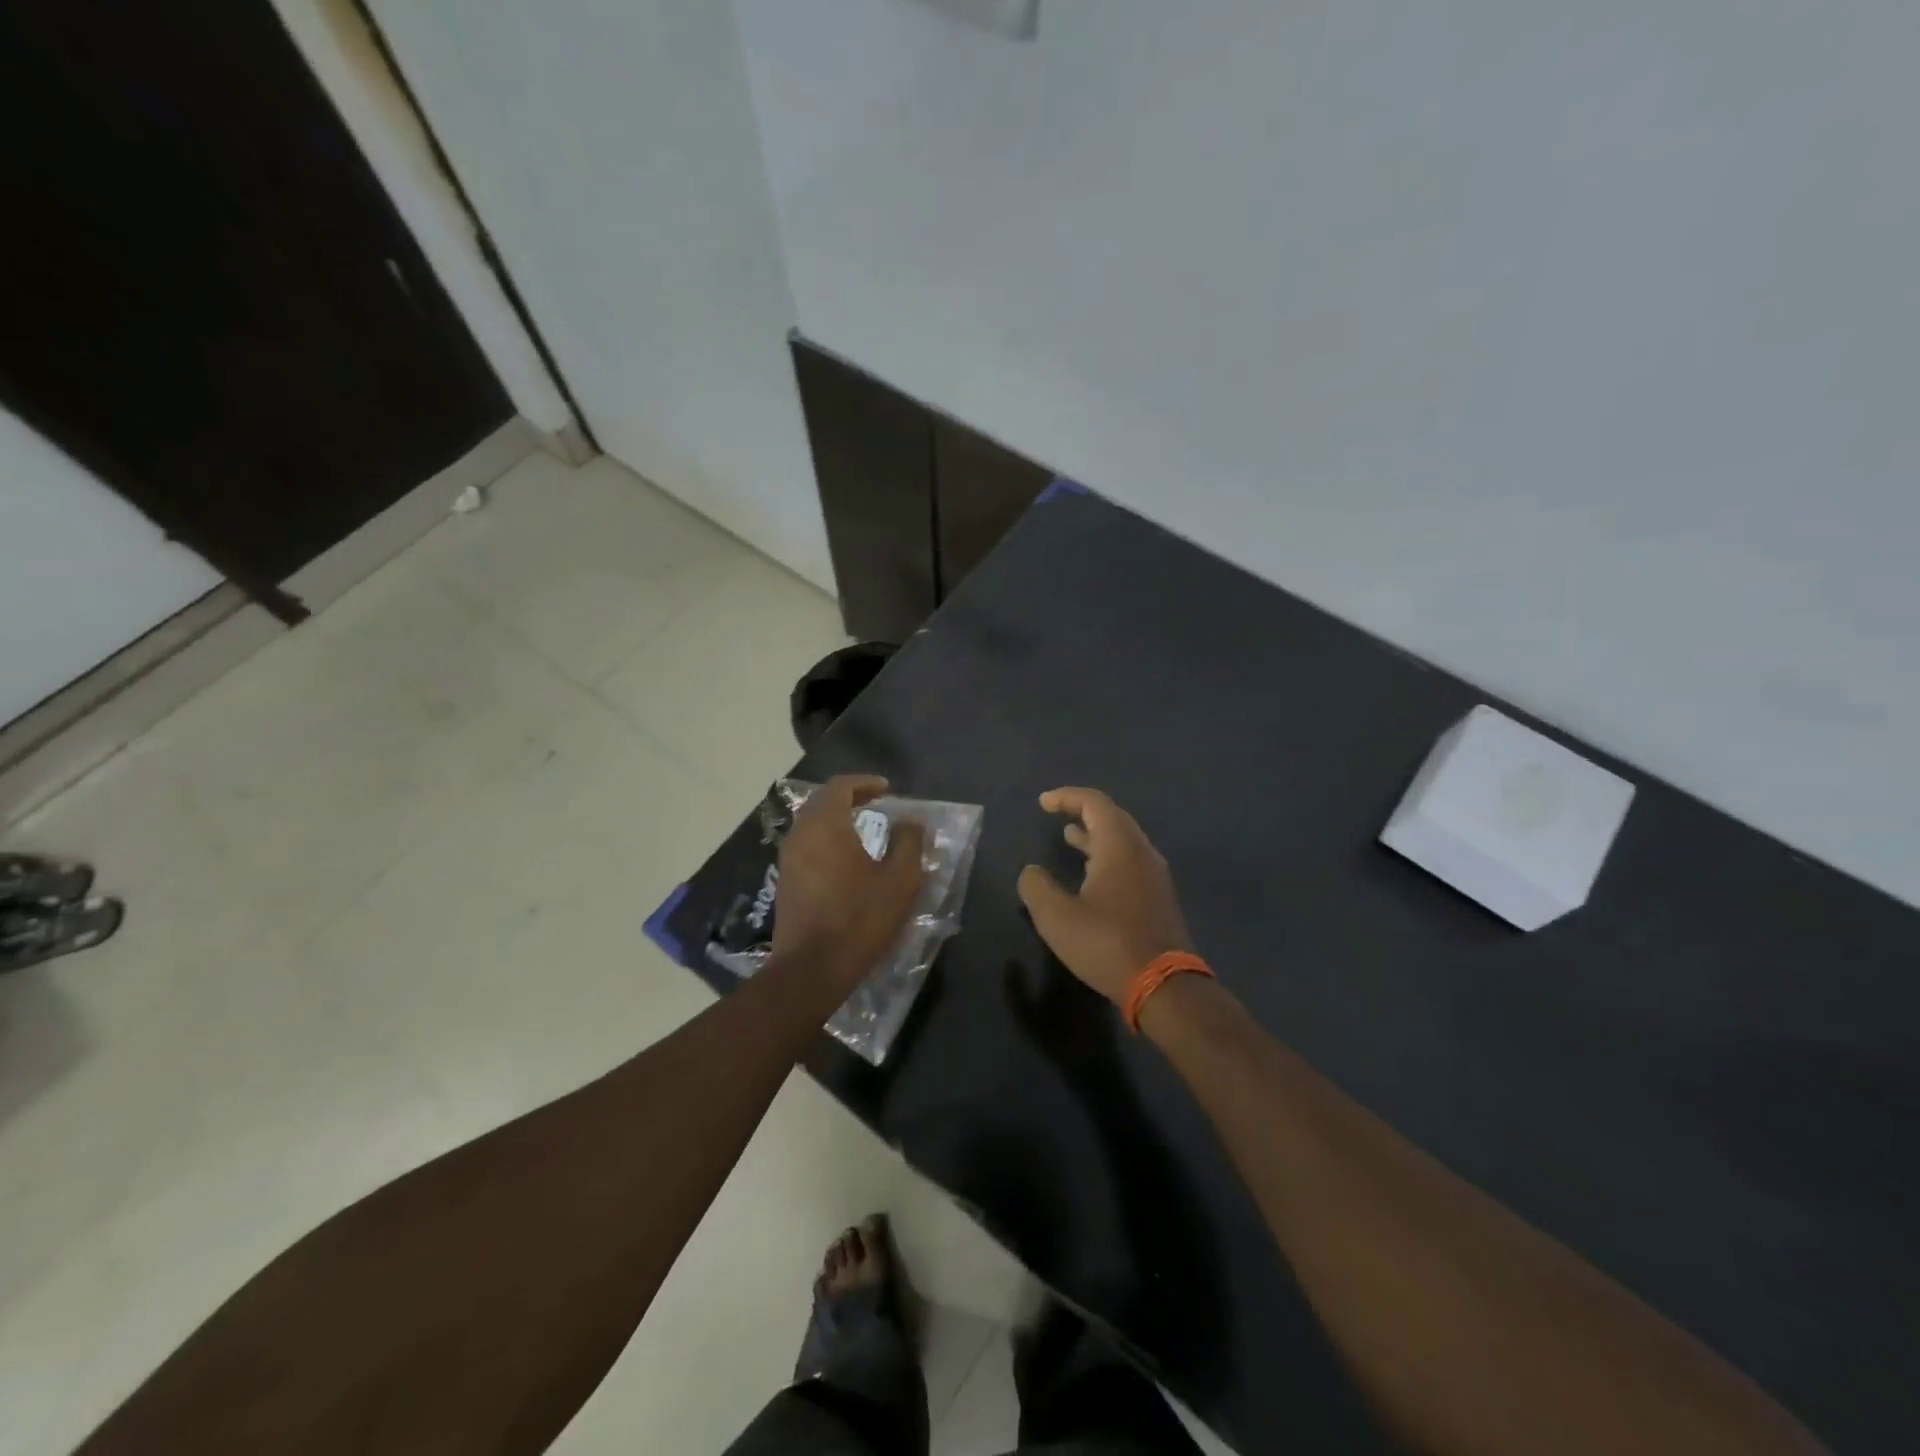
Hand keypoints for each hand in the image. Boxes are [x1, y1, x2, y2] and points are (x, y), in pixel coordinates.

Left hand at [772, 775, 926, 993]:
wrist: (811, 969)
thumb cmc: (859, 919)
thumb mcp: (899, 880)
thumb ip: (909, 842)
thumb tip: (910, 820)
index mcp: (825, 825)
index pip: (840, 786)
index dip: (864, 783)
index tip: (886, 789)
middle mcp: (800, 834)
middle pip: (821, 802)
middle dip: (849, 798)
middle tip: (876, 803)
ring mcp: (788, 859)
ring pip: (811, 824)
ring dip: (836, 820)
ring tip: (864, 830)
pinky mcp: (785, 882)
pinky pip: (806, 845)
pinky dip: (827, 840)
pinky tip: (847, 859)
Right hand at [1018, 787, 1193, 1005]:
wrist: (1164, 986)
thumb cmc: (1106, 944)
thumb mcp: (1056, 917)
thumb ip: (1036, 887)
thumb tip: (1031, 872)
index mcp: (1119, 846)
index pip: (1095, 803)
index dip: (1067, 797)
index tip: (1043, 803)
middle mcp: (1142, 852)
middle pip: (1113, 816)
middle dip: (1083, 811)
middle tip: (1057, 814)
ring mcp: (1155, 875)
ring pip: (1124, 840)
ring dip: (1096, 834)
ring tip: (1070, 837)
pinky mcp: (1159, 897)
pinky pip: (1131, 860)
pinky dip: (1107, 854)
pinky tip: (1092, 874)